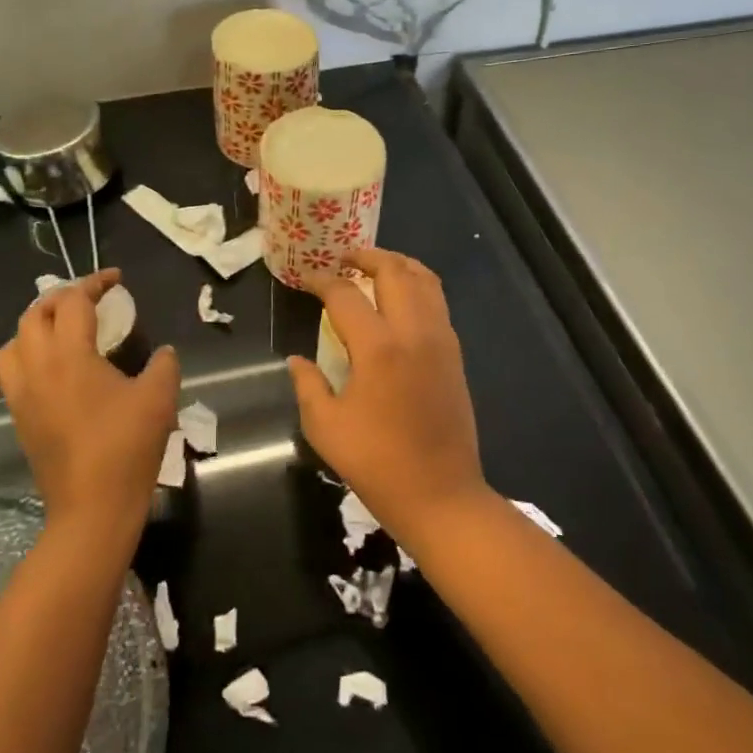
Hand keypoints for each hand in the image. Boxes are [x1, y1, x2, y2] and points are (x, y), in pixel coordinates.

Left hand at [0, 270, 179, 540]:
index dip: (95, 283)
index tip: (116, 279)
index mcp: (69, 356)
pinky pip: (12, 371)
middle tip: (90, 300)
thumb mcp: (159, 398)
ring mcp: (22, 394)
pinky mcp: (19, 417)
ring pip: (14, 342)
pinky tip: (55, 367)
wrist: (92, 508)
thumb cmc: (127, 447)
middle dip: (62, 297)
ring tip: (64, 329)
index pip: (74, 302)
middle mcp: (37, 368)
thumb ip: (164, 365)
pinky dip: (28, 353)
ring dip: (37, 325)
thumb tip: (163, 352)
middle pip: (35, 313)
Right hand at [287, 248, 490, 545]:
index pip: (345, 295)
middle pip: (394, 271)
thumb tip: (297, 360)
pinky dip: (418, 286)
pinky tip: (400, 300)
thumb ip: (308, 385)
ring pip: (425, 279)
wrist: (442, 495)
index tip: (308, 279)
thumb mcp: (326, 427)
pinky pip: (437, 302)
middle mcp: (414, 332)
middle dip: (366, 256)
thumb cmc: (377, 463)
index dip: (322, 281)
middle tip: (344, 259)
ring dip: (398, 265)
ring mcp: (441, 340)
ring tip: (374, 268)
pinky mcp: (455, 354)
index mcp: (378, 348)